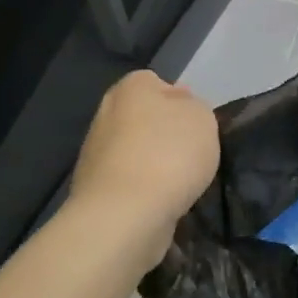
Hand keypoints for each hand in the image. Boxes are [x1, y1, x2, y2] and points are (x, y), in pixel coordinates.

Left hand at [69, 71, 219, 269]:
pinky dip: (144, 190)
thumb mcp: (202, 117)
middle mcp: (106, 114)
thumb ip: (194, 107)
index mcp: (130, 88)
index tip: (197, 125)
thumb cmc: (169, 154)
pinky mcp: (95, 190)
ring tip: (181, 184)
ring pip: (135, 152)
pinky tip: (163, 202)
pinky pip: (129, 182)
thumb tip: (180, 110)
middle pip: (144, 118)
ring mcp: (95, 154)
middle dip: (164, 134)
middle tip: (192, 154)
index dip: (180, 102)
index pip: (156, 83)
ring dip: (155, 164)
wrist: (125, 214)